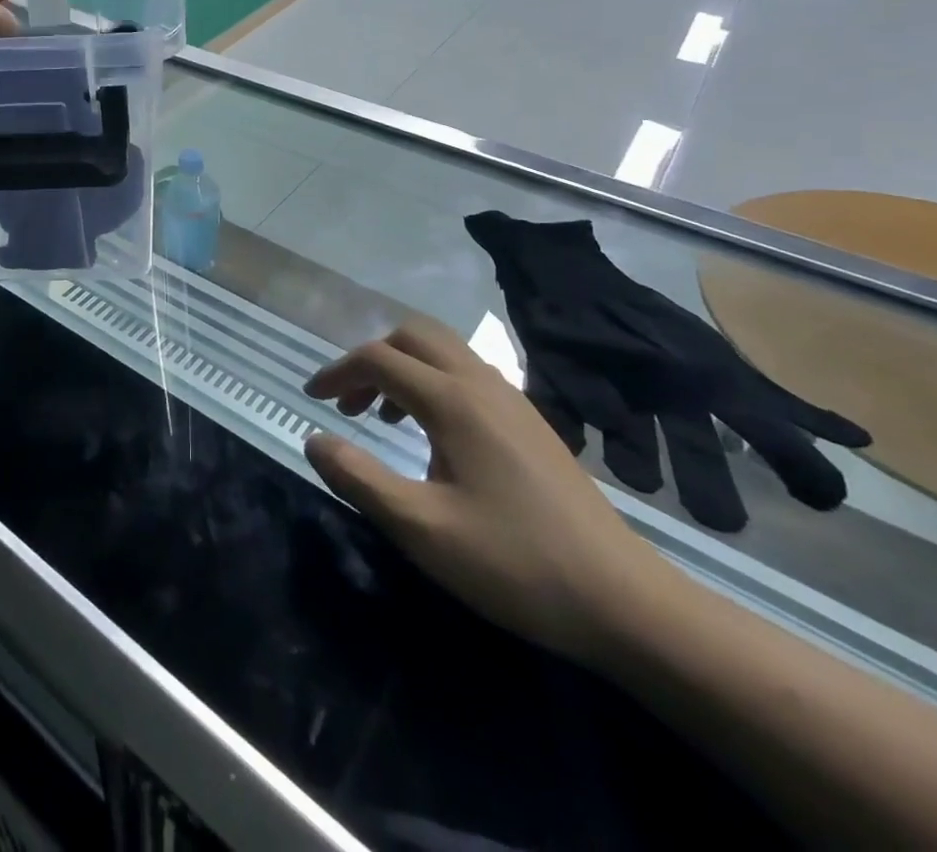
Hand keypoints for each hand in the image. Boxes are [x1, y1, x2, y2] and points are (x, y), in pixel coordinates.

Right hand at [303, 318, 673, 667]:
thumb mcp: (421, 529)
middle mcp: (482, 384)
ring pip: (443, 352)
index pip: (379, 360)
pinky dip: (433, 383)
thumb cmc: (514, 563)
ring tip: (384, 419)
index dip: (337, 373)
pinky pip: (467, 374)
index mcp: (453, 401)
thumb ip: (359, 479)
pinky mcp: (530, 421)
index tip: (311, 399)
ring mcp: (512, 400)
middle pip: (413, 336)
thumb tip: (314, 441)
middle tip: (349, 404)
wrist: (625, 601)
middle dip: (371, 359)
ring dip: (403, 369)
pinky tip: (432, 436)